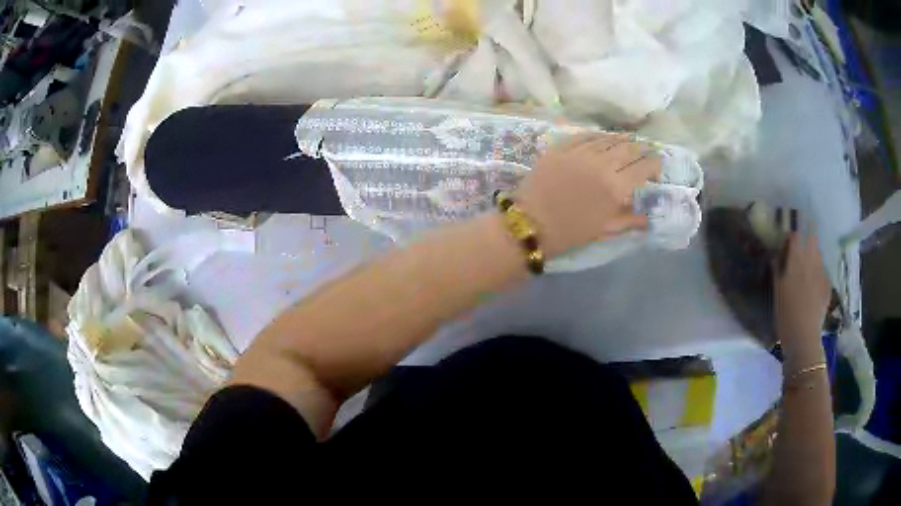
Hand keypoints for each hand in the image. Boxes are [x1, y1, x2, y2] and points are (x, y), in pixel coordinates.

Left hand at [514, 133, 660, 256]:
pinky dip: (598, 135)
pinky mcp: (562, 147)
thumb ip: (630, 220)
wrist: (532, 223)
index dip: (654, 163)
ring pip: (608, 139)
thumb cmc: (572, 231)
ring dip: (621, 139)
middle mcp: (602, 164)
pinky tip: (603, 136)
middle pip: (628, 148)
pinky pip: (584, 135)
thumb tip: (650, 217)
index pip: (643, 168)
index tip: (658, 164)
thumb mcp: (605, 230)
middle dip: (641, 148)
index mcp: (616, 187)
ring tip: (628, 140)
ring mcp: (581, 152)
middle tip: (646, 149)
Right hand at [773, 233, 831, 357]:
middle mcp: (811, 260)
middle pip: (811, 239)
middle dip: (807, 240)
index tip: (786, 244)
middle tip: (801, 251)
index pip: (795, 235)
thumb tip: (776, 255)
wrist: (803, 335)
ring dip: (813, 257)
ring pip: (819, 255)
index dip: (791, 237)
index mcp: (796, 259)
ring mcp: (821, 272)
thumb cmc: (785, 313)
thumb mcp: (777, 290)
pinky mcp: (827, 285)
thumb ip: (777, 269)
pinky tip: (814, 289)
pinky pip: (823, 274)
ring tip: (807, 269)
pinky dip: (818, 276)